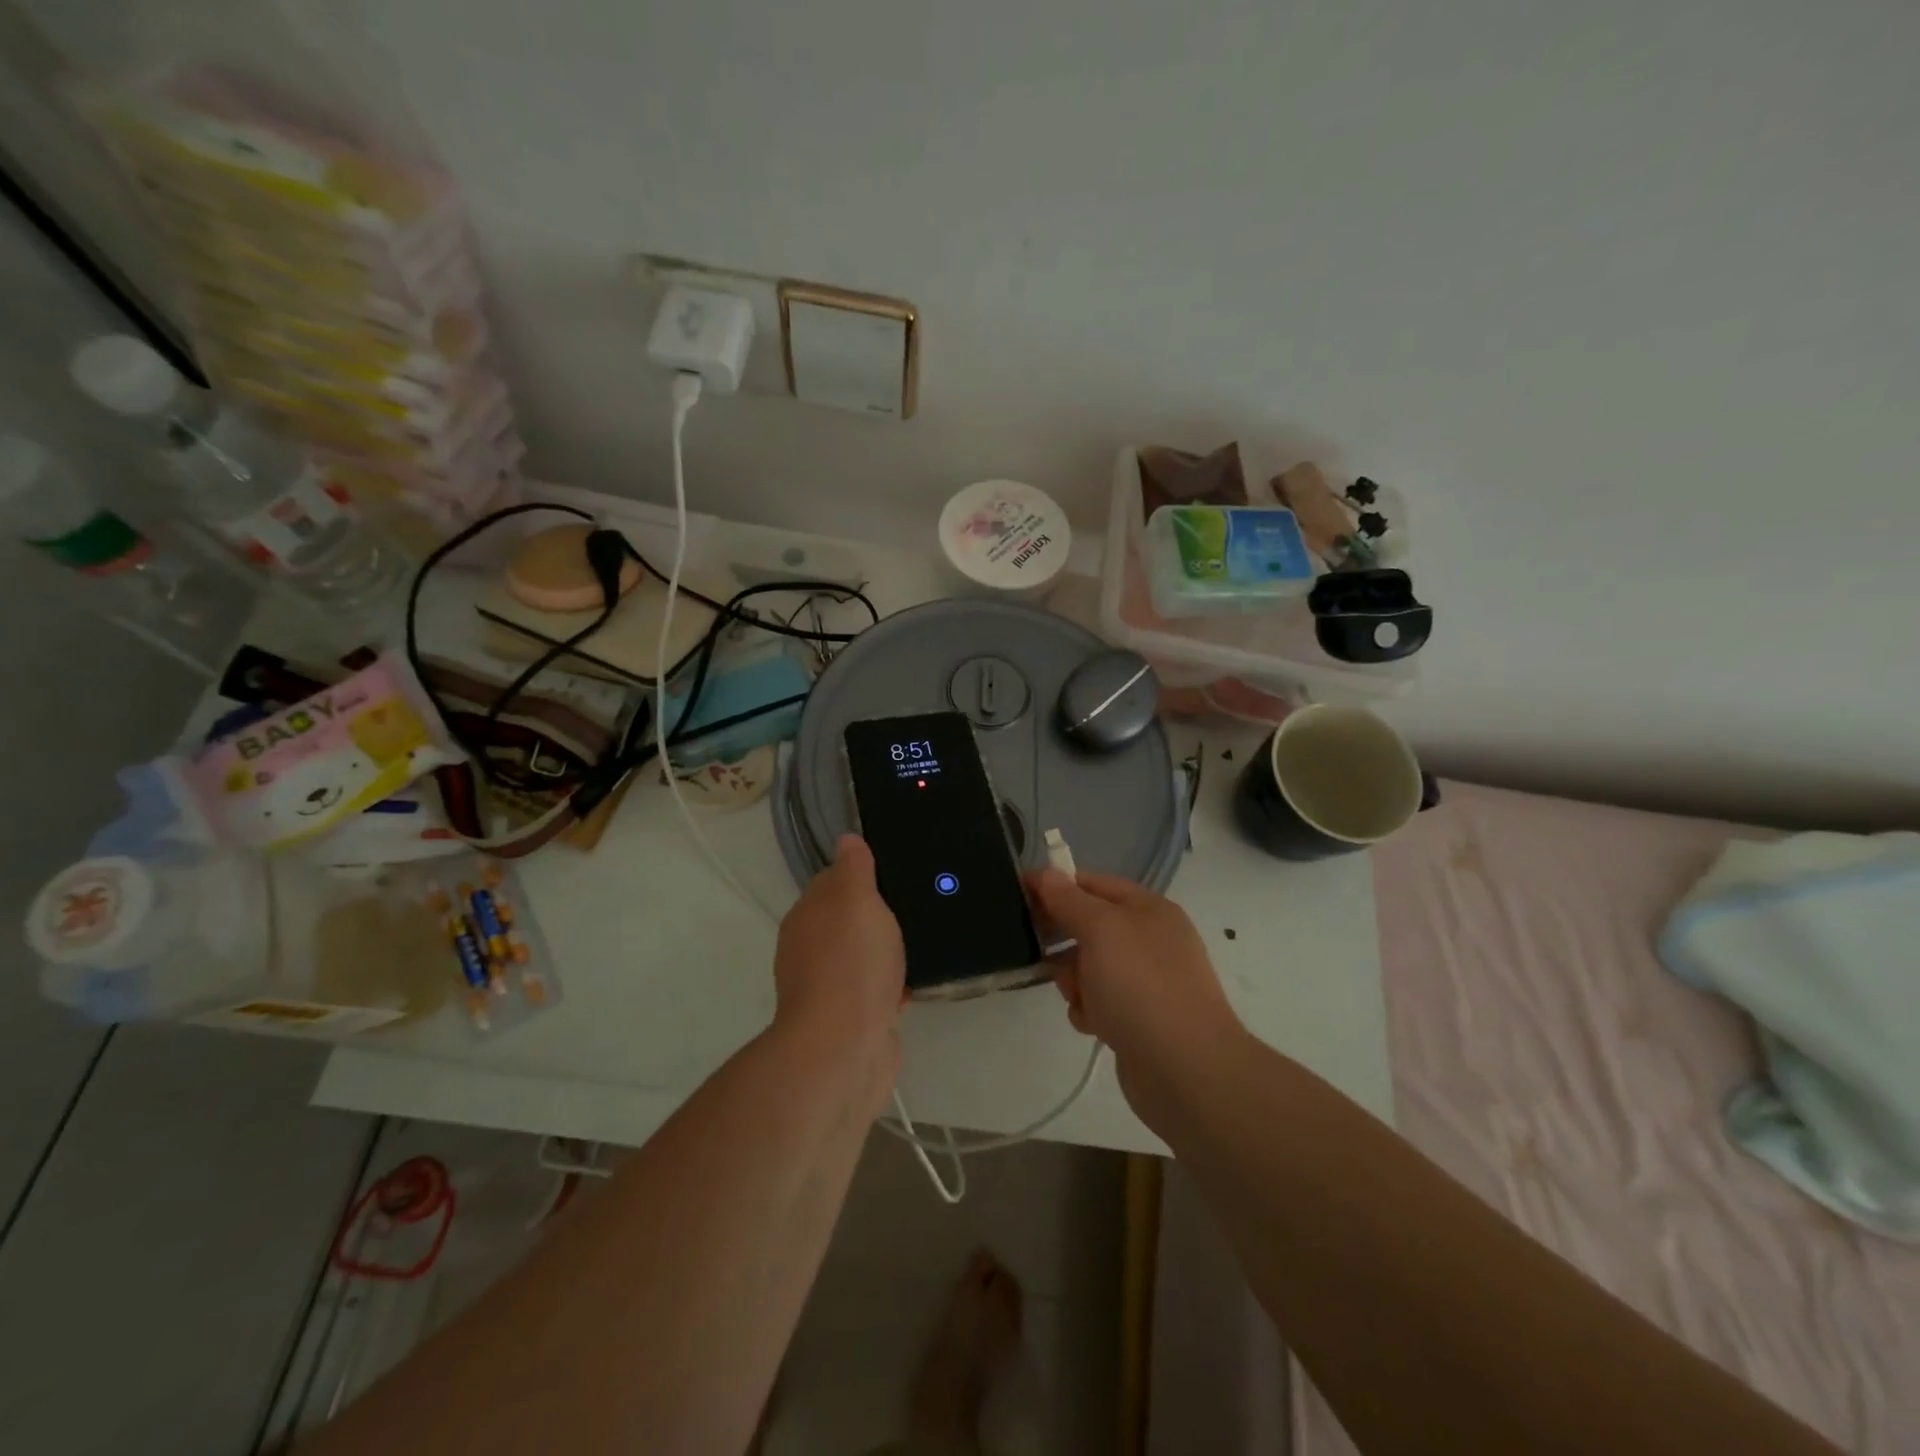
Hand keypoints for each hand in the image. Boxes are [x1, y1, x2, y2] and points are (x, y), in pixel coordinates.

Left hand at [774, 834, 905, 1060]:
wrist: (845, 1047)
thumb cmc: (851, 962)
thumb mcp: (856, 899)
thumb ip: (853, 868)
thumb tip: (846, 839)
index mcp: (807, 916)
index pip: (831, 883)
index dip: (860, 876)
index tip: (893, 873)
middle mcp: (808, 950)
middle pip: (846, 922)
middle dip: (876, 917)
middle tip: (916, 907)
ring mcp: (827, 988)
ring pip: (861, 958)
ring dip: (886, 954)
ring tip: (922, 944)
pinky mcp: (848, 1021)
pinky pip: (874, 992)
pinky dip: (892, 988)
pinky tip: (915, 986)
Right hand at [1028, 868, 1241, 1105]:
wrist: (1185, 1069)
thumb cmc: (1141, 985)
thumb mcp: (1100, 929)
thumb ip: (1069, 899)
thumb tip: (1047, 874)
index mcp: (1148, 908)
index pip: (1092, 882)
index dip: (1055, 885)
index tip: (1019, 894)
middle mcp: (1150, 939)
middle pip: (1089, 924)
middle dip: (1063, 938)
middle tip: (1040, 951)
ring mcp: (1146, 980)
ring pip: (1089, 965)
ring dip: (1073, 979)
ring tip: (1078, 997)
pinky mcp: (1138, 1017)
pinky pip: (1098, 1000)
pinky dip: (1089, 1009)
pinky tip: (1093, 1024)